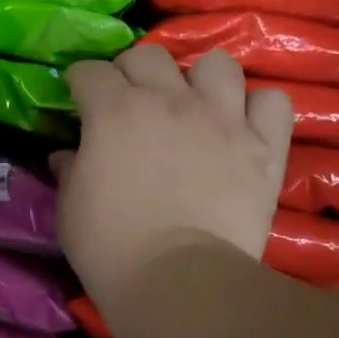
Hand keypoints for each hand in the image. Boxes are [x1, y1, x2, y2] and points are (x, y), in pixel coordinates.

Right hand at [55, 44, 291, 309]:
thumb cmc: (111, 249)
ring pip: (217, 64)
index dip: (81, 83)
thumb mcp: (70, 212)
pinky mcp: (264, 147)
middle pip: (149, 56)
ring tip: (195, 107)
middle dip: (133, 73)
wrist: (178, 281)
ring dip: (200, 80)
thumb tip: (66, 155)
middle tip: (131, 104)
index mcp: (114, 112)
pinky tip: (244, 129)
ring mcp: (223, 119)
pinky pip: (272, 102)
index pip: (90, 71)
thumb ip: (69, 172)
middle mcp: (170, 100)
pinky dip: (258, 110)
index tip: (80, 98)